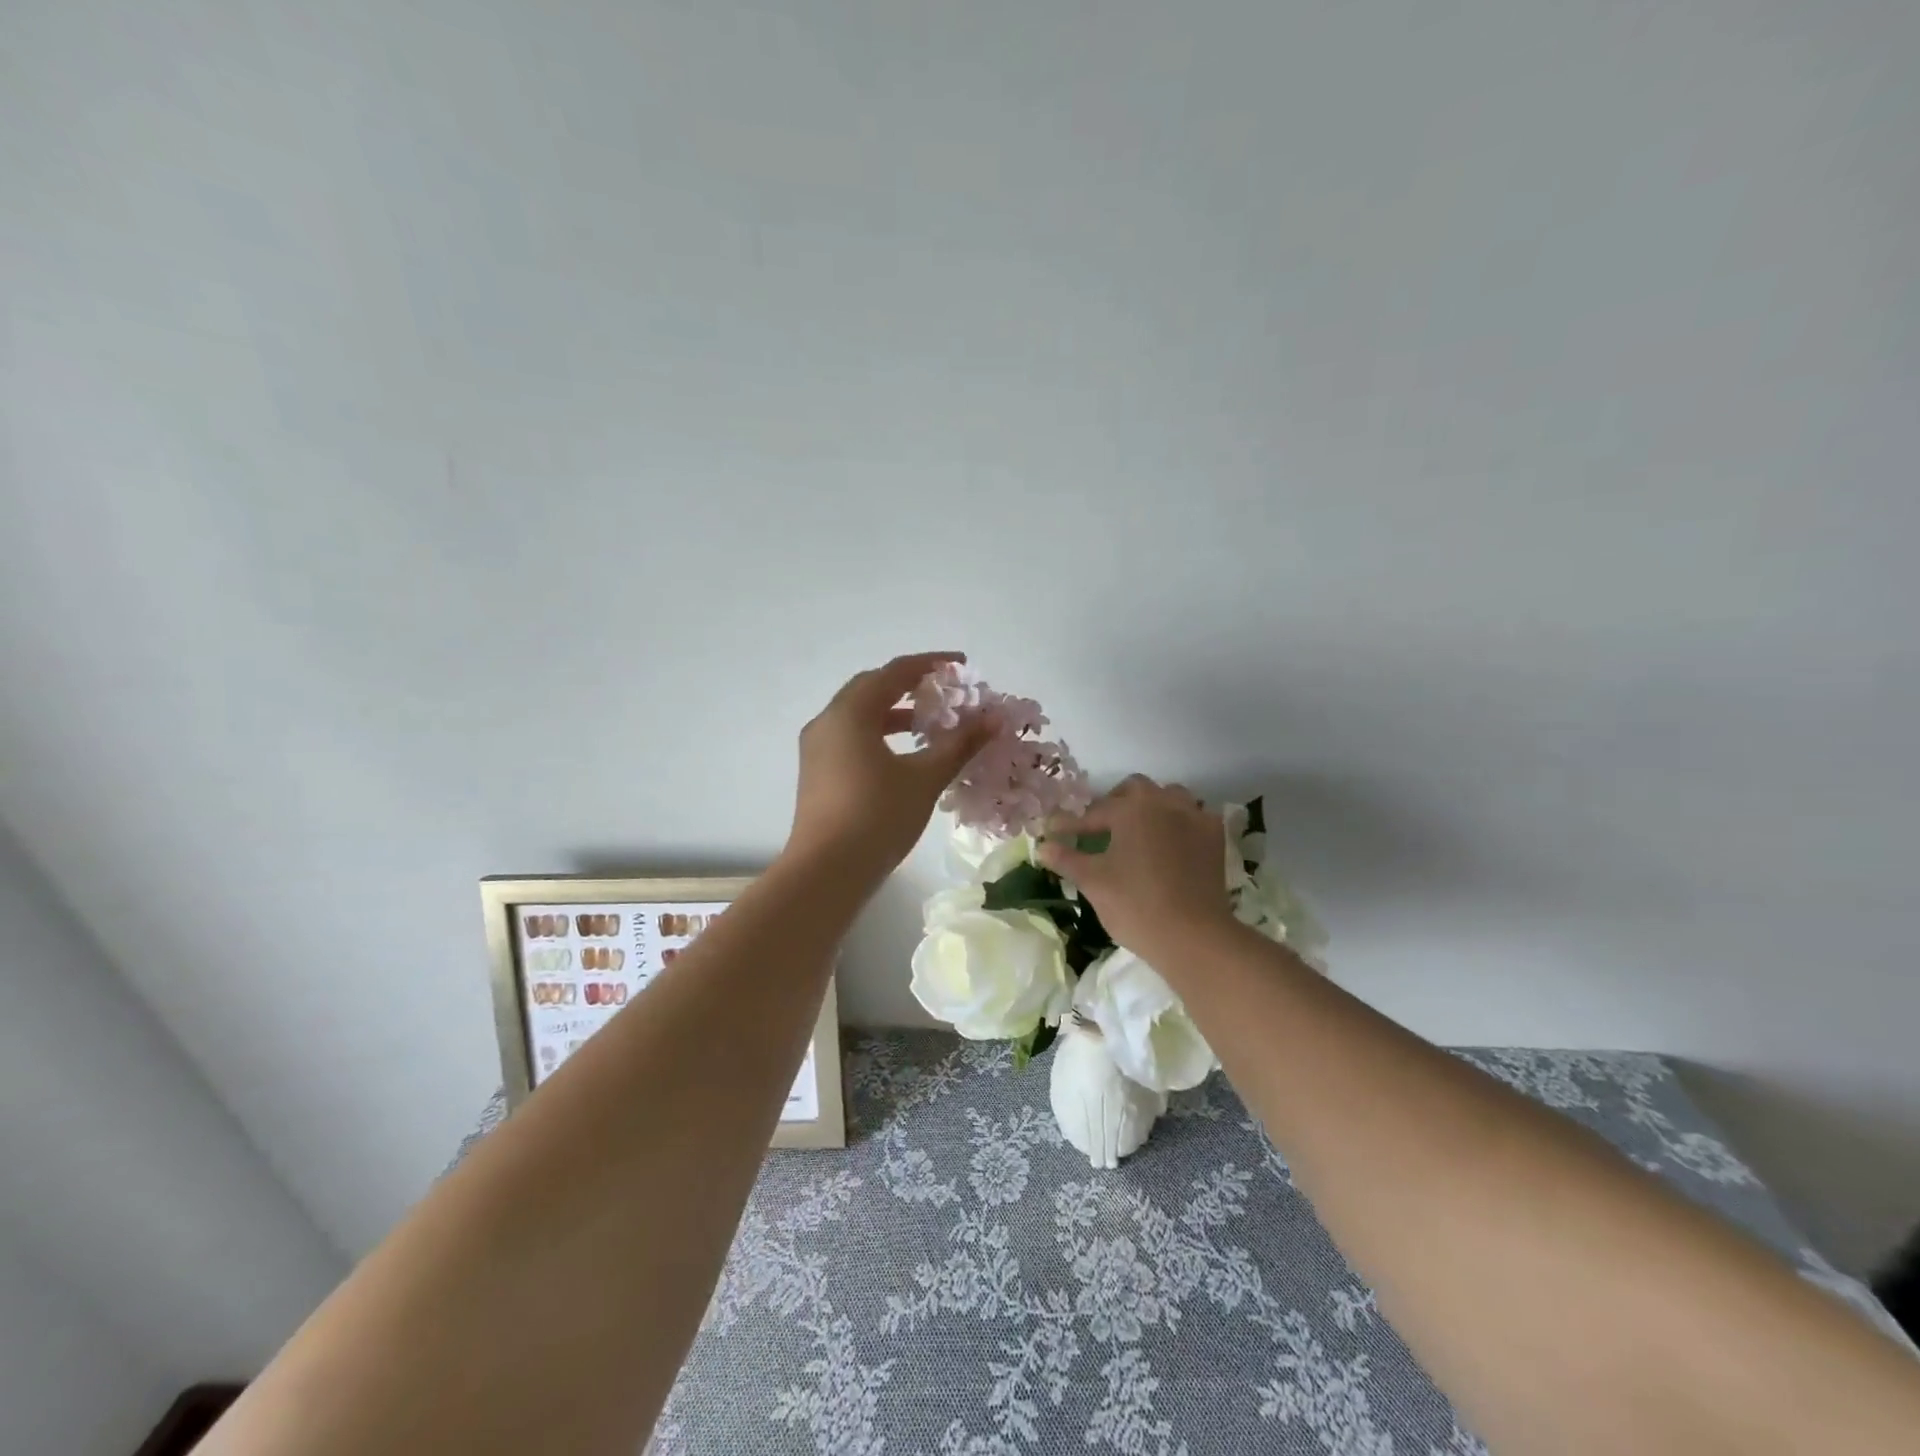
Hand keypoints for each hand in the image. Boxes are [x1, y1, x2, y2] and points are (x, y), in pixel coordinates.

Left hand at [787, 652, 995, 876]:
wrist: (826, 872)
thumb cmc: (877, 817)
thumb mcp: (924, 778)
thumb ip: (960, 744)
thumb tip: (994, 718)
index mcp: (850, 713)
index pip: (894, 672)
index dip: (931, 664)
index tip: (962, 665)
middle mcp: (828, 722)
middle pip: (871, 688)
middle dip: (910, 686)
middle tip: (944, 693)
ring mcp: (817, 749)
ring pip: (859, 715)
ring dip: (894, 712)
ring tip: (929, 725)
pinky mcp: (817, 773)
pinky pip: (851, 737)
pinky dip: (879, 734)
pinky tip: (903, 755)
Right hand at [1037, 775, 1236, 960]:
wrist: (1192, 936)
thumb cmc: (1135, 904)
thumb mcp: (1093, 881)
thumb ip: (1066, 859)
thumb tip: (1042, 846)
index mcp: (1132, 809)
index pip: (1094, 813)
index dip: (1071, 824)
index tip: (1054, 831)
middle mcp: (1164, 803)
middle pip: (1135, 790)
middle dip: (1114, 803)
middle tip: (1099, 827)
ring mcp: (1194, 818)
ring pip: (1169, 796)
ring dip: (1151, 807)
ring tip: (1138, 830)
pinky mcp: (1214, 839)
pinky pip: (1195, 817)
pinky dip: (1180, 822)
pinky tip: (1172, 841)